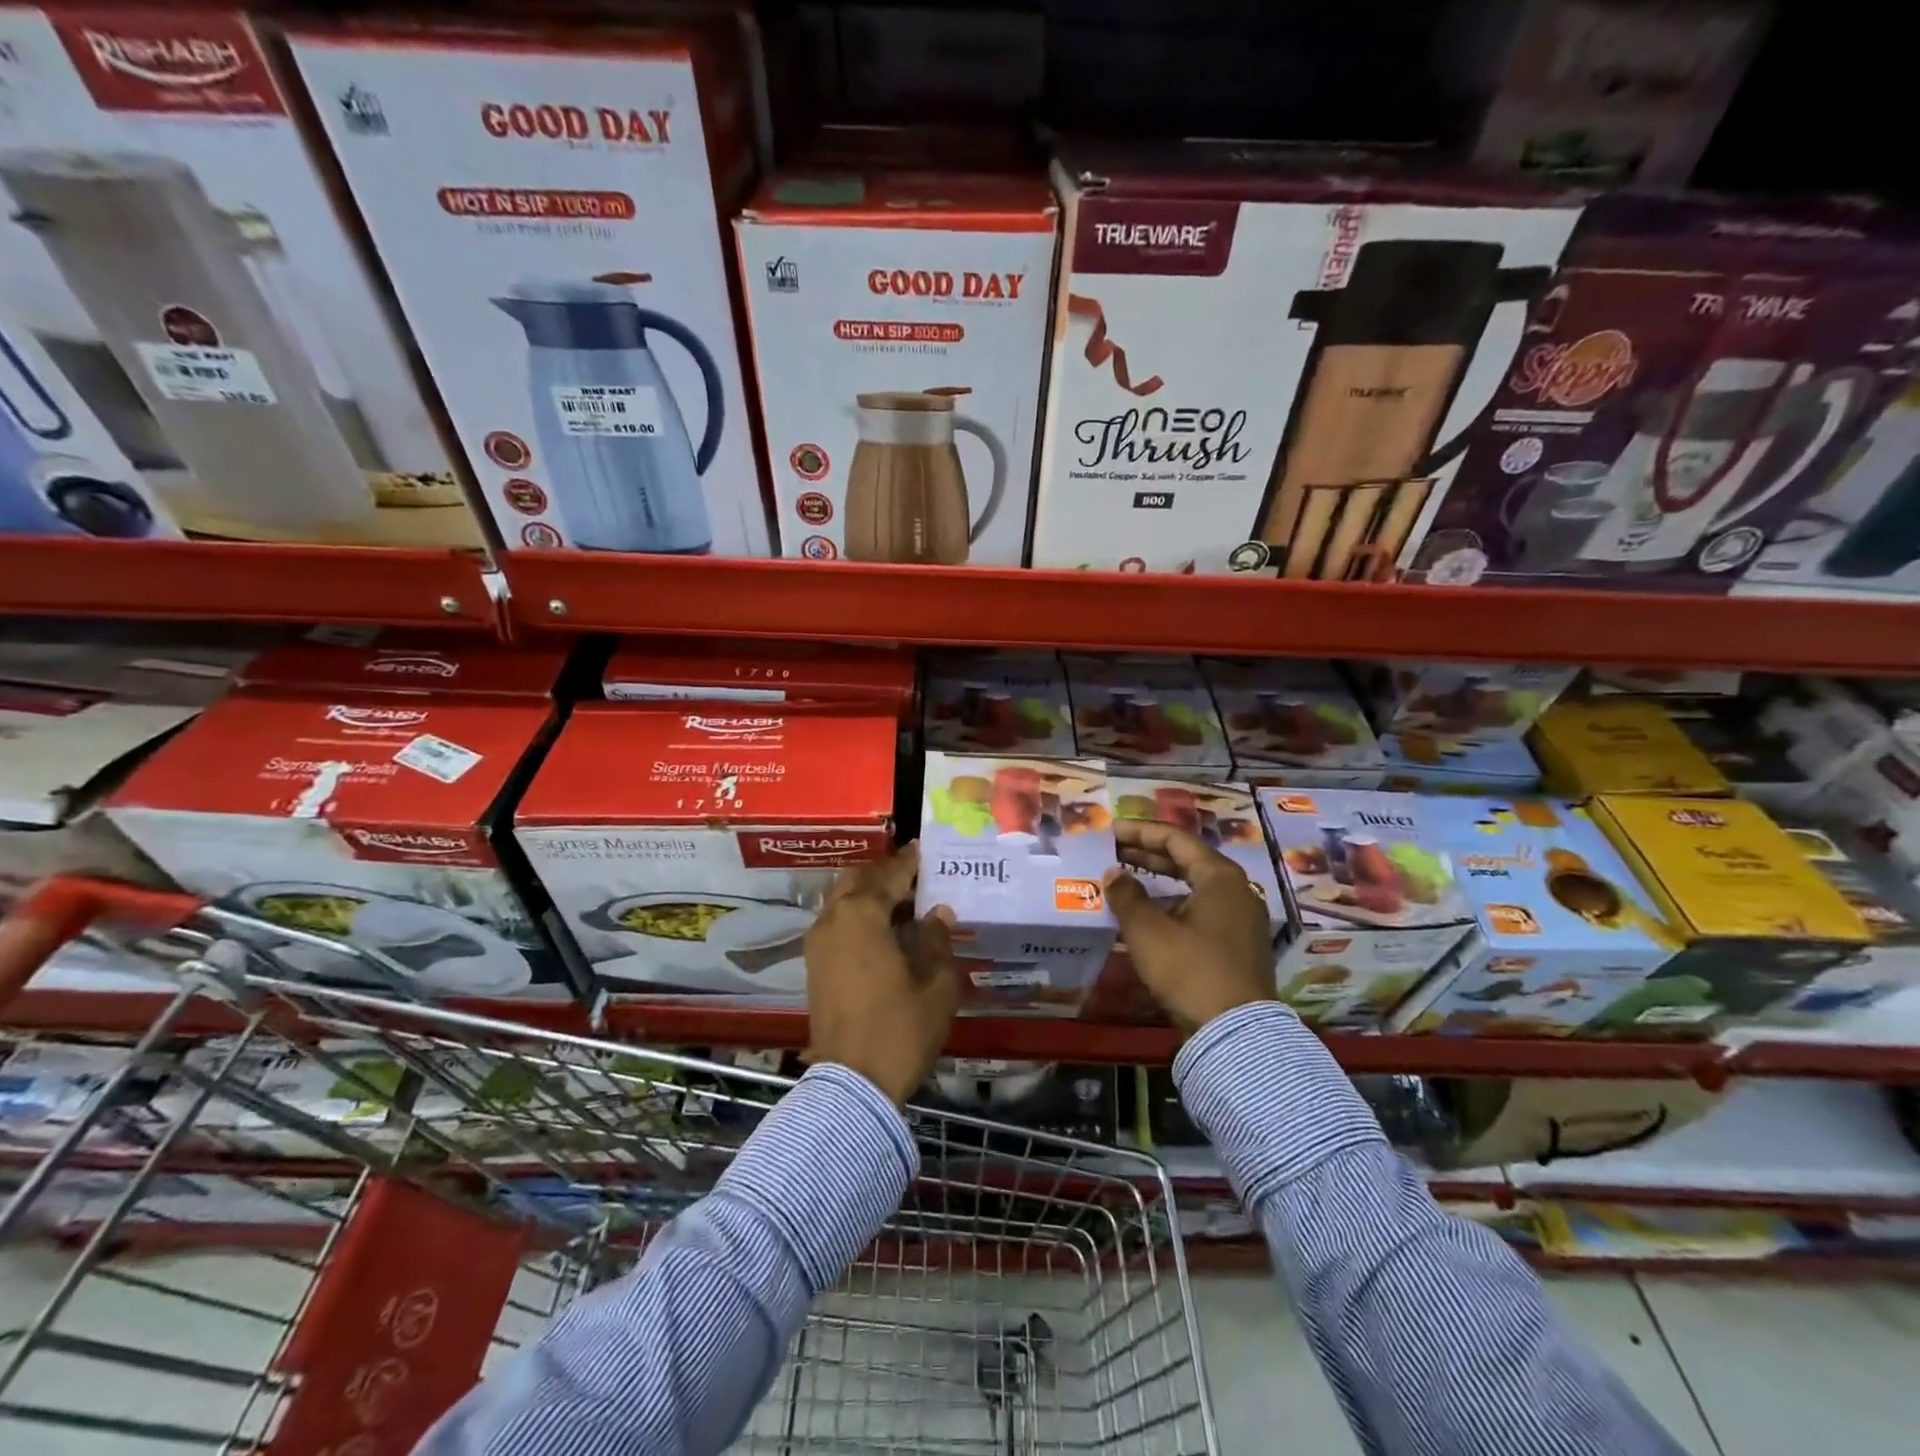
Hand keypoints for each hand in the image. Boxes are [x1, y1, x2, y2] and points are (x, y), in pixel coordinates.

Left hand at [803, 843, 959, 1103]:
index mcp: (862, 915)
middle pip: (856, 880)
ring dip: (867, 895)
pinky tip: (881, 931)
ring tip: (900, 903)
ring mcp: (818, 944)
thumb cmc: (901, 1028)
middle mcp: (833, 920)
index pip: (889, 875)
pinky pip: (836, 924)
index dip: (908, 862)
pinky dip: (856, 916)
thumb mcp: (936, 983)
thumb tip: (936, 913)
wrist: (853, 1084)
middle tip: (912, 876)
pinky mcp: (814, 967)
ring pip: (841, 901)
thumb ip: (936, 940)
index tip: (921, 849)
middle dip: (883, 873)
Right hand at [1102, 820, 1277, 1032]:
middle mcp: (1236, 891)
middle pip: (1187, 860)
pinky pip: (1200, 910)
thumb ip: (1127, 896)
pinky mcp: (1237, 945)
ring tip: (1124, 882)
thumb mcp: (1148, 931)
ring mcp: (1240, 919)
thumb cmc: (1191, 970)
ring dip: (1158, 882)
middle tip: (1113, 853)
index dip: (1140, 832)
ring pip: (1193, 887)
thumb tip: (1113, 874)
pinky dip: (1172, 905)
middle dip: (1147, 855)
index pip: (1175, 839)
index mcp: (1220, 877)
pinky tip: (1147, 916)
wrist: (1237, 1033)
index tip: (1110, 831)